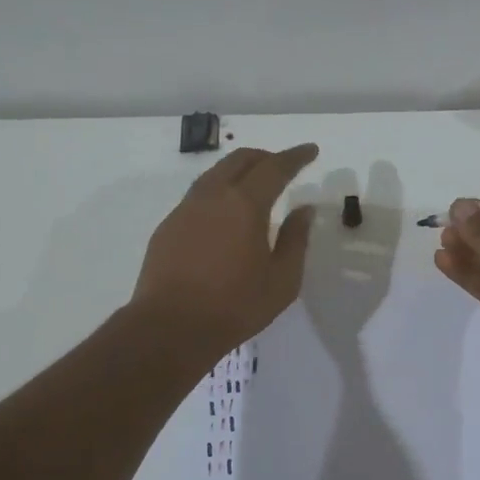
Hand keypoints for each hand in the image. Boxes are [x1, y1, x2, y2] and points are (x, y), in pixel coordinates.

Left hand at [132, 144, 319, 355]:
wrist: (169, 328)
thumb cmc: (235, 307)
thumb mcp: (282, 280)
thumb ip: (296, 240)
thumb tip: (304, 210)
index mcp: (245, 204)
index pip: (275, 167)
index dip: (296, 156)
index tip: (311, 150)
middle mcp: (212, 197)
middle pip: (240, 160)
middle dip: (266, 157)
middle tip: (284, 166)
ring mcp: (185, 210)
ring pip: (215, 174)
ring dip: (239, 171)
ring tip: (255, 186)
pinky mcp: (167, 227)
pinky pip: (198, 196)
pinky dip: (219, 192)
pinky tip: (225, 215)